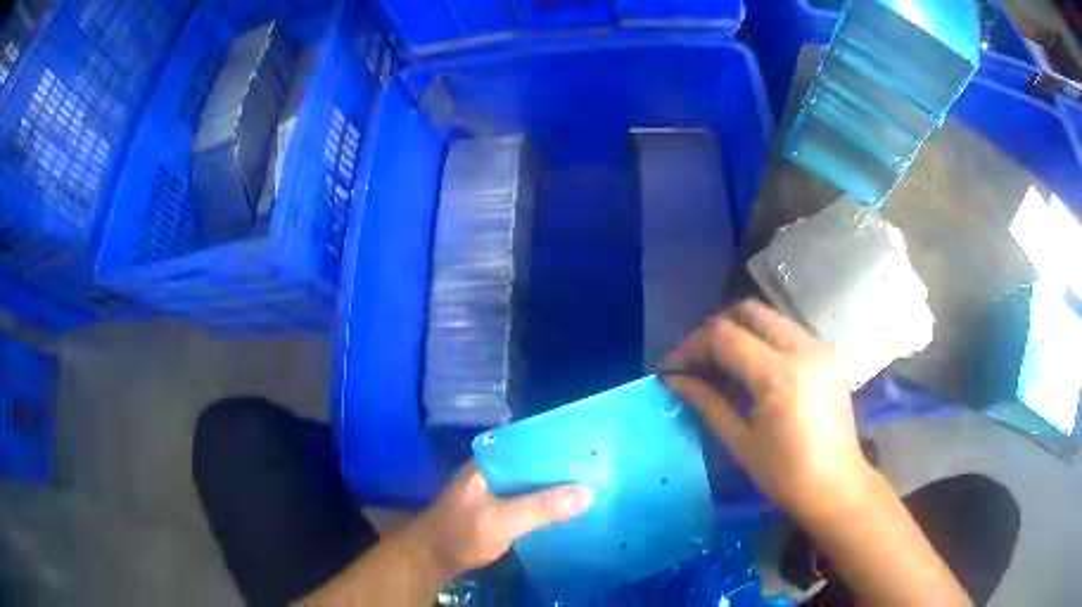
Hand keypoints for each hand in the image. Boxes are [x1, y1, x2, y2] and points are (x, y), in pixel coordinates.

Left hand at [409, 462, 592, 578]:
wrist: (431, 558)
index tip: (591, 450)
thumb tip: (588, 493)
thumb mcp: (501, 520)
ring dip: (556, 486)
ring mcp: (495, 490)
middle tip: (600, 470)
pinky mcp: (498, 508)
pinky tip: (568, 508)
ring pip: (533, 482)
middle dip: (563, 468)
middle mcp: (494, 470)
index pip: (531, 444)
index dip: (560, 447)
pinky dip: (547, 502)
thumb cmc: (461, 533)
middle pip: (535, 464)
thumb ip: (540, 507)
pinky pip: (529, 499)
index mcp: (490, 461)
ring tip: (592, 486)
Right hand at [663, 299, 874, 523]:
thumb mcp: (740, 441)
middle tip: (699, 361)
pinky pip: (790, 333)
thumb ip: (707, 401)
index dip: (692, 346)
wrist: (836, 485)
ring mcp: (820, 348)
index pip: (724, 335)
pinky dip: (766, 342)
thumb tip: (674, 380)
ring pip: (771, 318)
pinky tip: (756, 373)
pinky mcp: (829, 356)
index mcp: (778, 374)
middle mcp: (803, 348)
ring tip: (725, 367)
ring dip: (742, 333)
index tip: (673, 368)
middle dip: (717, 330)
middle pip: (749, 311)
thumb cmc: (784, 474)